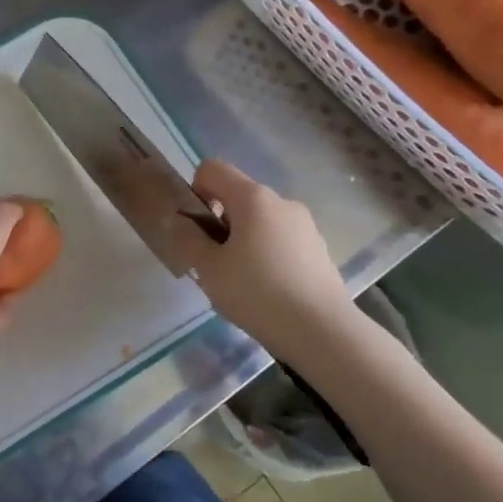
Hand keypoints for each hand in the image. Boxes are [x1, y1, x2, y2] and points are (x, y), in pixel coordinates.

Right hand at [168, 160, 357, 347]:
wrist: (323, 332)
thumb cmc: (257, 293)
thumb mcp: (209, 268)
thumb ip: (188, 239)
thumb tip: (179, 221)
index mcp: (252, 197)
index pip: (213, 169)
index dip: (195, 190)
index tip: (197, 228)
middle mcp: (281, 201)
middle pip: (237, 195)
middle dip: (219, 221)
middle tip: (214, 262)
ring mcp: (304, 225)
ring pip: (260, 220)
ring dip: (243, 239)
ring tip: (241, 281)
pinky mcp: (318, 249)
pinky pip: (280, 239)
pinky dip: (266, 254)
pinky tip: (267, 290)